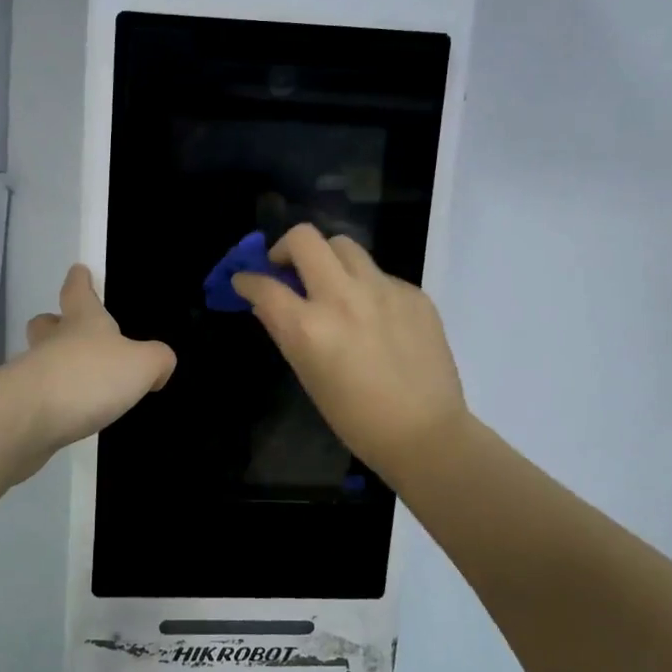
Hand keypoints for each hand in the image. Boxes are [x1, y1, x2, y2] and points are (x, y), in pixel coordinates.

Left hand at [13, 265, 175, 458]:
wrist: (29, 418)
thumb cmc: (90, 377)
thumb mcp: (142, 365)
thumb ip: (157, 360)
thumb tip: (159, 367)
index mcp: (83, 322)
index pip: (78, 291)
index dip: (80, 281)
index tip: (78, 271)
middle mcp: (53, 341)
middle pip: (46, 324)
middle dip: (55, 323)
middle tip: (64, 327)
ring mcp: (32, 374)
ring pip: (40, 360)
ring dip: (55, 366)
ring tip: (80, 385)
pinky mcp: (21, 407)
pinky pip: (39, 397)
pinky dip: (52, 402)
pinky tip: (68, 416)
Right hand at [231, 225, 468, 476]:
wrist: (426, 433)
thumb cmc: (356, 418)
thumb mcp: (308, 376)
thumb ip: (284, 331)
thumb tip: (267, 303)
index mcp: (309, 327)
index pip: (264, 285)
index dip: (247, 280)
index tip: (245, 280)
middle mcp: (342, 297)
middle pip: (304, 238)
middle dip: (286, 247)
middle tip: (288, 268)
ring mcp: (382, 290)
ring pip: (344, 245)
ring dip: (328, 259)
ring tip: (332, 284)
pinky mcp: (413, 293)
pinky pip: (379, 273)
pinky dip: (366, 286)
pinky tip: (374, 315)